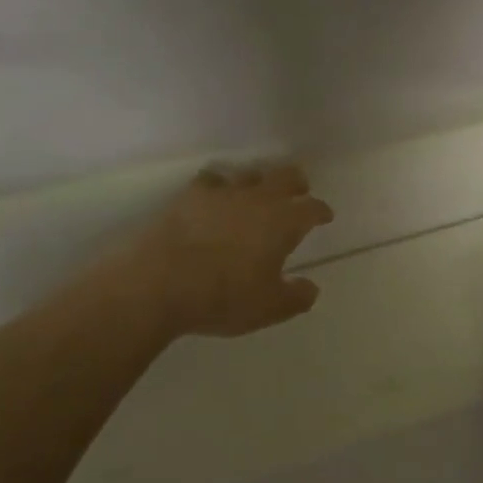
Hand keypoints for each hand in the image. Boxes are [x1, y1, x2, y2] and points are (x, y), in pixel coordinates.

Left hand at [130, 163, 333, 337]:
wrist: (158, 283)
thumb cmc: (223, 297)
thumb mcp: (269, 308)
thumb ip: (296, 297)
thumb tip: (310, 287)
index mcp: (283, 222)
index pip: (312, 208)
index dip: (321, 211)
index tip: (325, 216)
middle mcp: (258, 198)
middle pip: (285, 176)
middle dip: (296, 182)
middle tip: (299, 190)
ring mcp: (222, 193)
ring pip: (250, 174)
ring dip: (259, 181)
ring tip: (257, 193)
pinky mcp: (189, 196)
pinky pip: (212, 180)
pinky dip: (220, 185)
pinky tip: (216, 195)